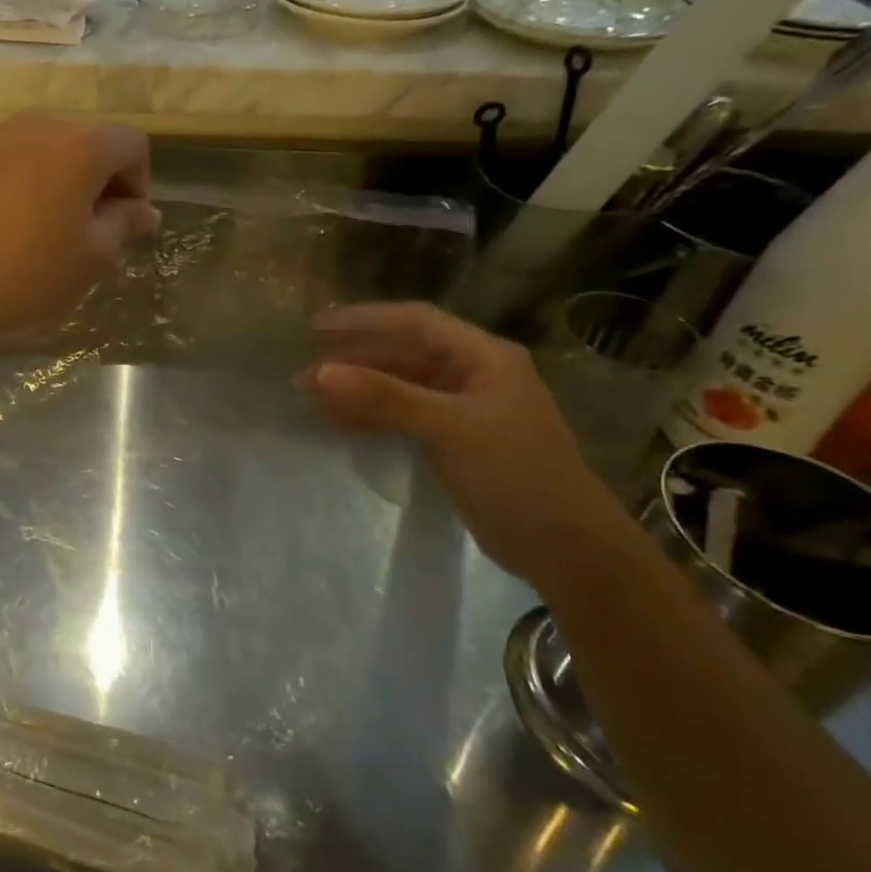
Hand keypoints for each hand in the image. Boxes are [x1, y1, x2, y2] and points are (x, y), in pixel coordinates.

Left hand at [0, 113, 157, 348]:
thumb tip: (144, 211)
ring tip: (35, 224)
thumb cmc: (28, 276)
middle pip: (82, 139)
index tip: (124, 223)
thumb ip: (125, 223)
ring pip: (34, 147)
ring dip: (48, 176)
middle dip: (93, 176)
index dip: (138, 182)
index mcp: (79, 145)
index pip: (131, 145)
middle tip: (83, 225)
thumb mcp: (92, 258)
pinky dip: (6, 181)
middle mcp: (34, 126)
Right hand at [305, 302, 630, 591]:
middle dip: (352, 361)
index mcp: (483, 356)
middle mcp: (472, 374)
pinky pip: (401, 416)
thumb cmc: (516, 475)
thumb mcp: (450, 429)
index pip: (415, 322)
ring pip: (398, 387)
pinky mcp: (454, 441)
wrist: (568, 551)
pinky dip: (370, 417)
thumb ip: (385, 397)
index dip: (365, 320)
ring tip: (308, 399)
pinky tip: (337, 423)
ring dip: (356, 391)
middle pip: (402, 354)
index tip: (316, 328)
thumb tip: (319, 373)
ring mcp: (463, 409)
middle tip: (302, 375)